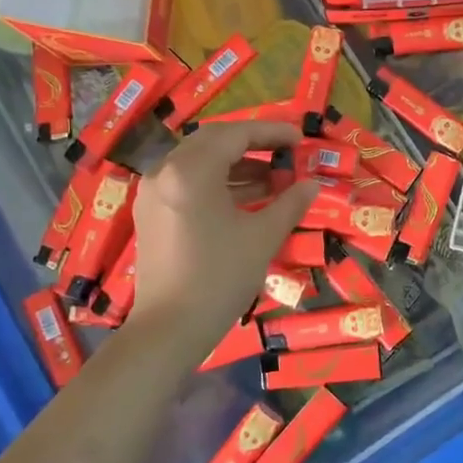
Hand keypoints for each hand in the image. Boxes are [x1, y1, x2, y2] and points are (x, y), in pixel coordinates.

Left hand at [129, 122, 318, 355]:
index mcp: (191, 171)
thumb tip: (311, 185)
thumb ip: (290, 204)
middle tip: (285, 152)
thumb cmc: (220, 278)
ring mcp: (153, 192)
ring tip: (272, 178)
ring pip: (198, 161)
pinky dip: (216, 181)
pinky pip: (186, 181)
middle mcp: (165, 172)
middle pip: (212, 141)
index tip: (300, 138)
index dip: (271, 132)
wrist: (169, 330)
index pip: (236, 134)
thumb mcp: (263, 237)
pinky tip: (244, 197)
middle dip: (252, 143)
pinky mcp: (150, 213)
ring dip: (235, 163)